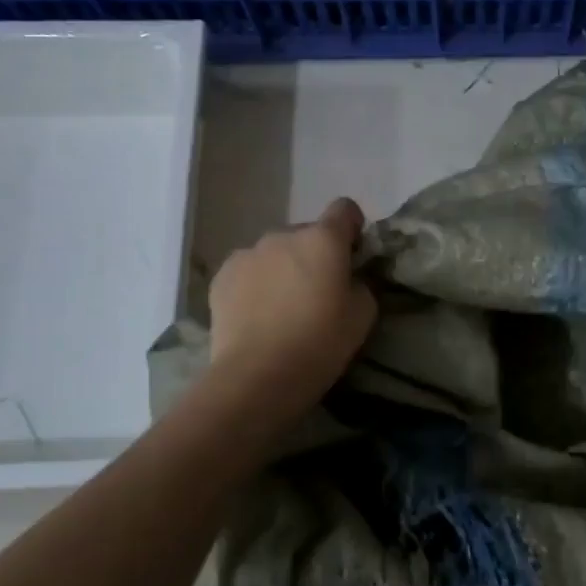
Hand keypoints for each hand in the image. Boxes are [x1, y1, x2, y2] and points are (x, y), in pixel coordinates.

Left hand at [205, 198, 377, 417]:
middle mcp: (283, 235)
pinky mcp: (221, 277)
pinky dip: (256, 284)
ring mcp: (247, 254)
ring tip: (283, 307)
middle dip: (315, 254)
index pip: (344, 209)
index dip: (352, 228)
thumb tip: (348, 278)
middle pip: (307, 234)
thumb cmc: (321, 342)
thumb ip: (360, 284)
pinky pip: (248, 271)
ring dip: (283, 268)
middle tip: (318, 292)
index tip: (353, 254)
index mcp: (323, 239)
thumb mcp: (363, 315)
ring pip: (275, 253)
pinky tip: (258, 316)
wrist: (258, 375)